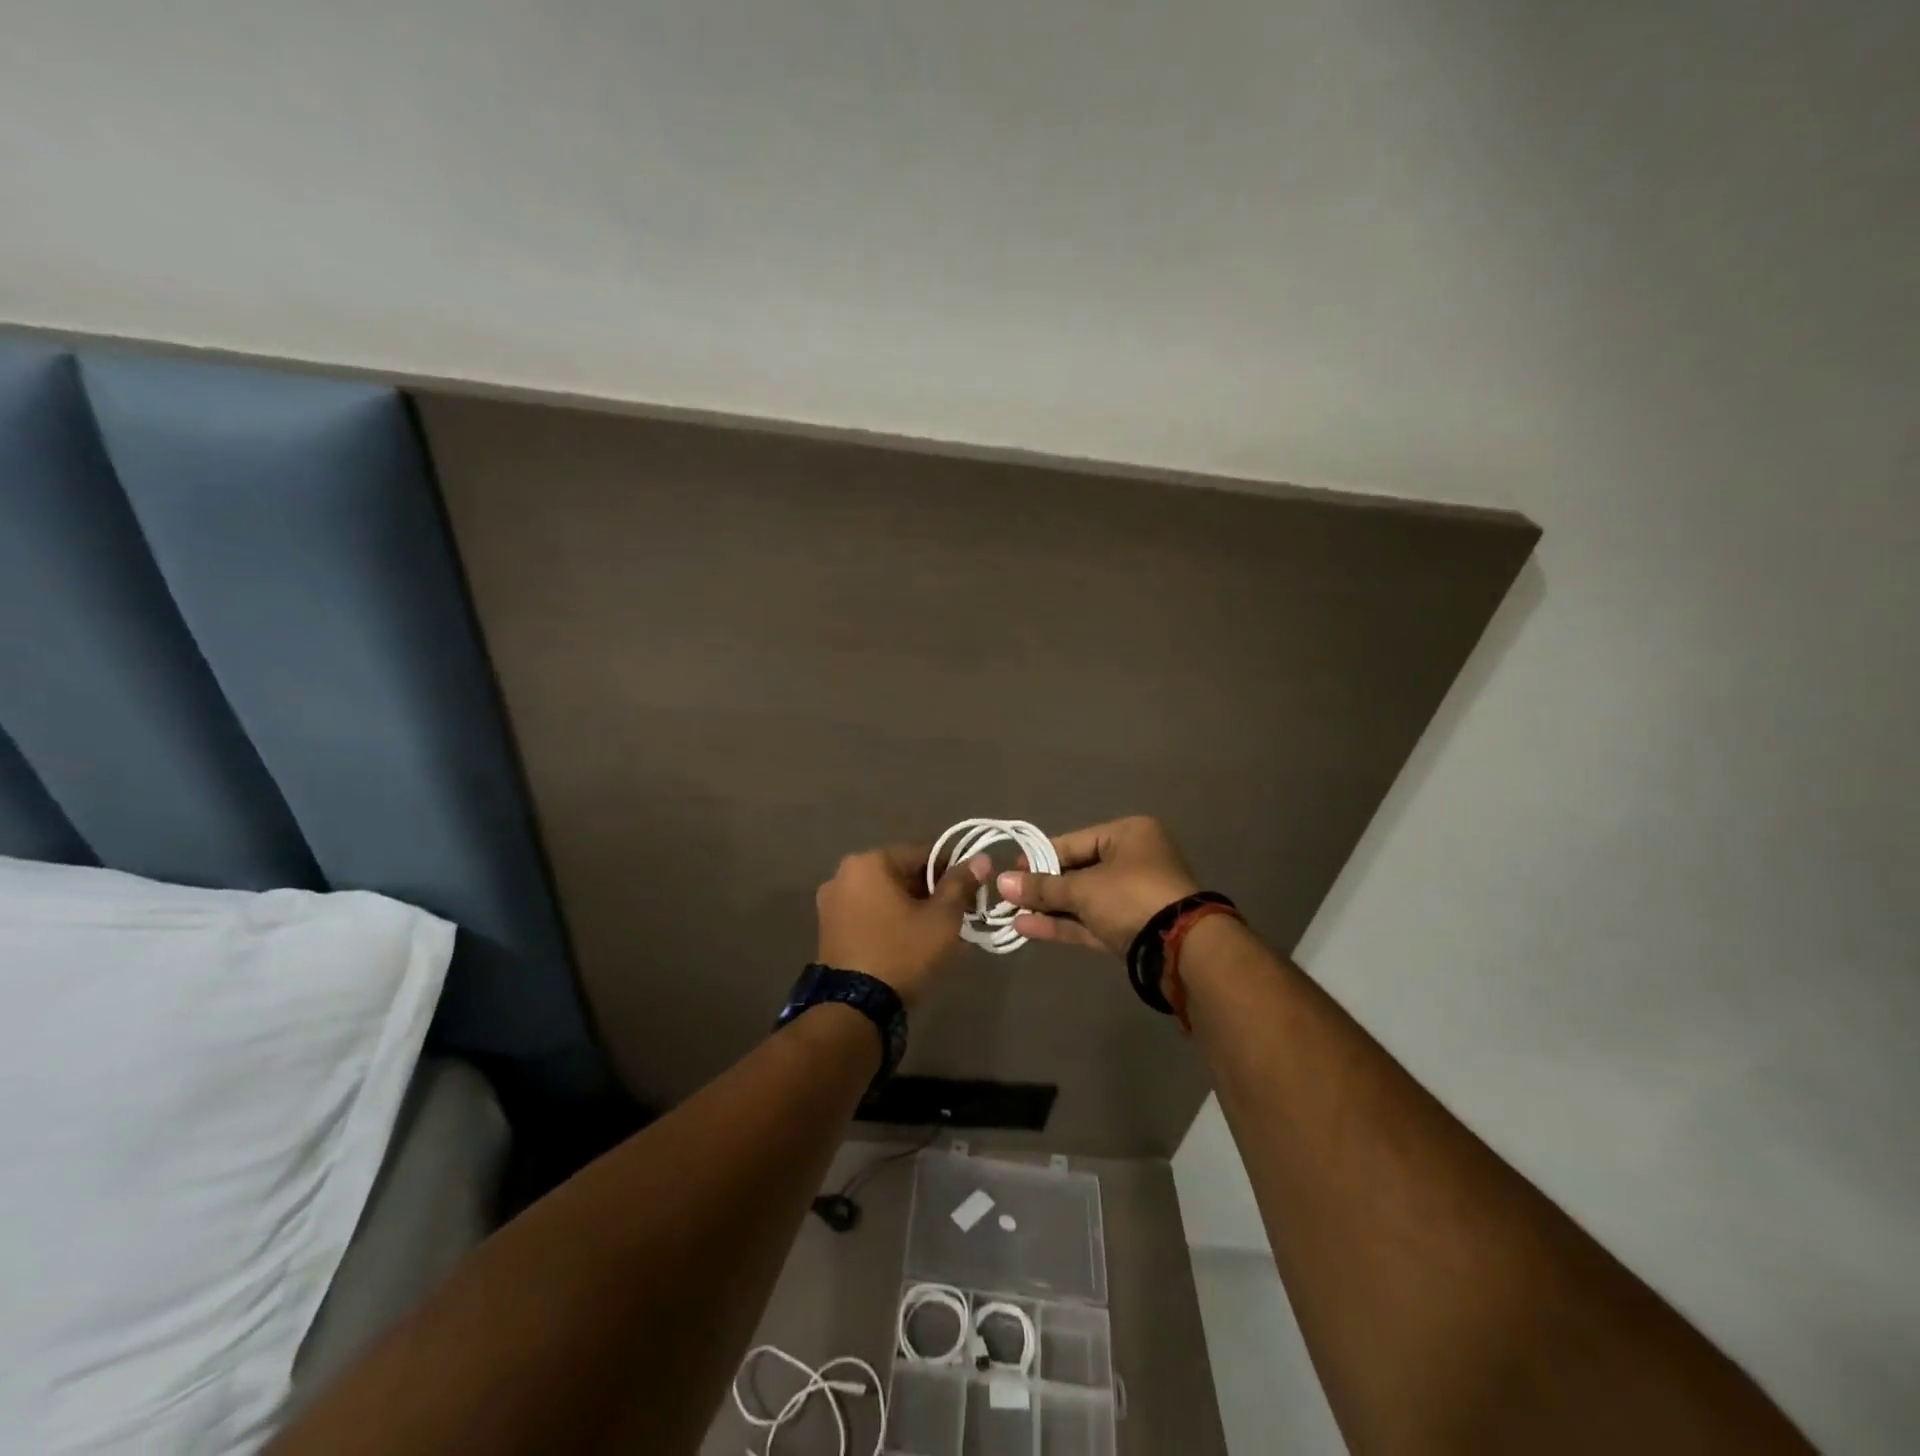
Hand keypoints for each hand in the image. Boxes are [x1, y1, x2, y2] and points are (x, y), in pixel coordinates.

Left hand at [815, 843, 990, 1006]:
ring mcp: (831, 902)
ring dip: (910, 906)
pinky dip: (889, 920)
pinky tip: (908, 941)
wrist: (854, 1007)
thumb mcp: (942, 918)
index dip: (952, 871)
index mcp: (870, 861)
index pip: (923, 853)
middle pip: (901, 873)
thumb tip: (981, 859)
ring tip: (934, 932)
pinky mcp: (828, 927)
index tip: (970, 894)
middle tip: (955, 916)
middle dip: (930, 891)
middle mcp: (844, 873)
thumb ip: (961, 884)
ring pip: (884, 894)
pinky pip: (868, 912)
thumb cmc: (902, 952)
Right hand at [998, 816, 1200, 955]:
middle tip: (1008, 896)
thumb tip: (1002, 883)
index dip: (1040, 858)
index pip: (1073, 842)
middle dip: (1043, 888)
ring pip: (1083, 900)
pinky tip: (1028, 928)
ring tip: (1011, 915)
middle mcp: (1133, 860)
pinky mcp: (1131, 929)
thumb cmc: (1131, 897)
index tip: (1012, 871)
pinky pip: (1091, 921)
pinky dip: (1063, 924)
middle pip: (1078, 871)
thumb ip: (1042, 887)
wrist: (1180, 949)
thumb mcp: (1083, 889)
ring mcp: (1134, 897)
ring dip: (1049, 908)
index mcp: (1128, 835)